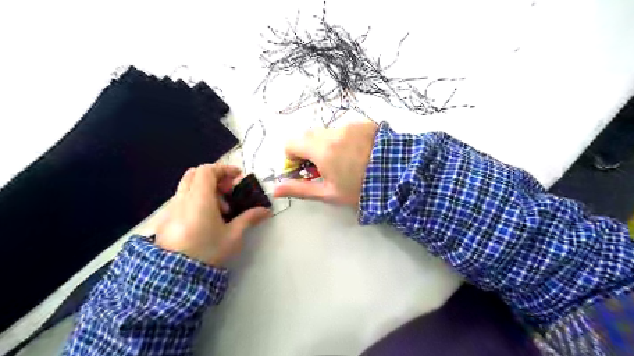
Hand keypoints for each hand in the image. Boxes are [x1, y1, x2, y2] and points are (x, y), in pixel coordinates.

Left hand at [158, 164, 270, 266]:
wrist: (175, 277)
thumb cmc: (208, 252)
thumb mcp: (233, 236)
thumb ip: (249, 218)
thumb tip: (265, 210)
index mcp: (200, 200)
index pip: (207, 170)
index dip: (224, 169)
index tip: (237, 177)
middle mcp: (183, 199)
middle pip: (195, 174)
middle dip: (214, 177)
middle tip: (228, 191)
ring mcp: (172, 208)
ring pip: (188, 186)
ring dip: (205, 189)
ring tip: (219, 209)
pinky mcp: (166, 219)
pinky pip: (182, 198)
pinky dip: (196, 199)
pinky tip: (205, 218)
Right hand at [273, 121, 374, 206]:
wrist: (399, 176)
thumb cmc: (360, 189)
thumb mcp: (328, 193)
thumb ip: (299, 189)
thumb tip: (275, 189)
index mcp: (321, 148)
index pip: (291, 143)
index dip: (292, 157)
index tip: (303, 170)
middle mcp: (332, 131)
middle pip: (308, 136)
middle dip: (309, 151)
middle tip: (323, 168)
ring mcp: (349, 125)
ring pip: (326, 132)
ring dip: (326, 144)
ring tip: (344, 161)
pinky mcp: (363, 123)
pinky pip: (344, 129)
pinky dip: (342, 139)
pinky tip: (357, 153)